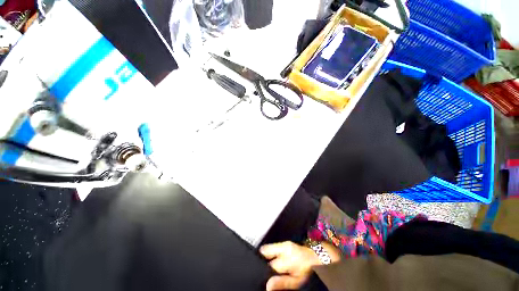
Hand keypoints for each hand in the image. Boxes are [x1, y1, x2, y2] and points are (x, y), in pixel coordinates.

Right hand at [259, 241, 322, 290]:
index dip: (265, 272)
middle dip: (263, 260)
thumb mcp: (296, 281)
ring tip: (269, 265)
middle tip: (265, 270)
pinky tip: (274, 260)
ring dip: (267, 256)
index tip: (265, 277)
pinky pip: (273, 246)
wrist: (316, 258)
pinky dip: (271, 253)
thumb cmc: (306, 272)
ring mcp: (284, 243)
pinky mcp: (285, 242)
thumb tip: (267, 286)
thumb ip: (282, 283)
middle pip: (265, 251)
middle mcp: (283, 247)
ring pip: (268, 248)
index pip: (269, 265)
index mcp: (286, 258)